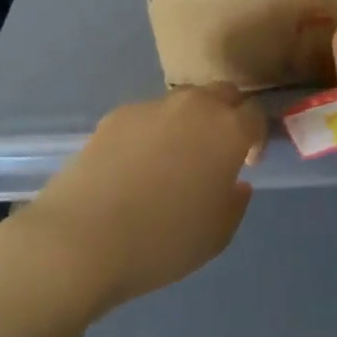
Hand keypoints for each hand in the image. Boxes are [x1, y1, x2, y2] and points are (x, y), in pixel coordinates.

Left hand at [20, 85, 265, 312]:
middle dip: (228, 114)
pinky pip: (148, 116)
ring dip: (190, 121)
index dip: (256, 136)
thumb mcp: (217, 235)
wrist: (80, 240)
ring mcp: (152, 106)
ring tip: (173, 158)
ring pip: (184, 102)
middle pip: (223, 94)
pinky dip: (152, 132)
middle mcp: (194, 106)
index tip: (247, 161)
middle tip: (217, 151)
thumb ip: (235, 202)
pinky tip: (135, 166)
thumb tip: (236, 181)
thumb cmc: (161, 242)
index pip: (256, 114)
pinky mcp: (117, 114)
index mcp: (227, 130)